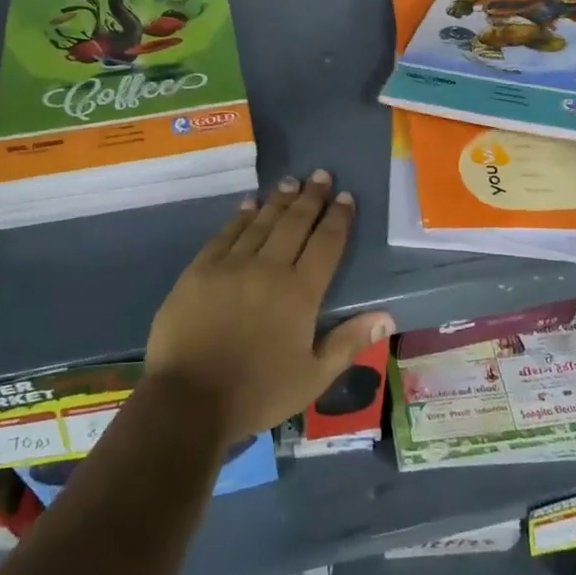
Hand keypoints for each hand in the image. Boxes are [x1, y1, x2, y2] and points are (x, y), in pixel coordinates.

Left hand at [145, 170, 392, 444]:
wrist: (188, 399)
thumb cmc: (257, 393)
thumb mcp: (312, 378)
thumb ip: (348, 342)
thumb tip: (387, 317)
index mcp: (300, 293)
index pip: (326, 244)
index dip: (338, 218)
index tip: (345, 197)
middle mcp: (269, 268)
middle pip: (295, 224)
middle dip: (311, 198)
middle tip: (321, 175)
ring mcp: (231, 265)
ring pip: (261, 223)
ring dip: (278, 200)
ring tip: (291, 182)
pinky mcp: (200, 270)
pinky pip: (225, 234)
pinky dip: (240, 217)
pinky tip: (249, 204)